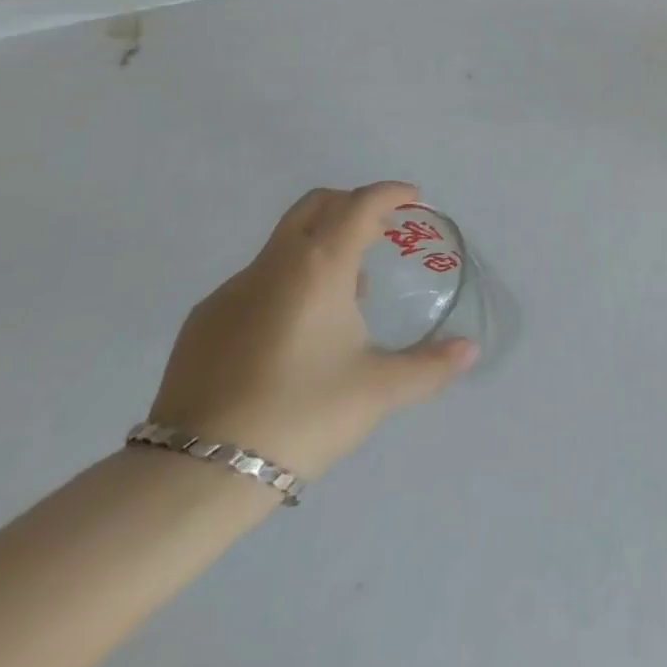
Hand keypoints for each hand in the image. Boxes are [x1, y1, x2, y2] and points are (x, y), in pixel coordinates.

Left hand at [148, 182, 475, 479]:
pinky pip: (255, 281)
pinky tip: (293, 332)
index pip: (360, 203)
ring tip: (343, 292)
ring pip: (283, 243)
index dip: (390, 193)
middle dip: (351, 204)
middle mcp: (274, 263)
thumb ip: (429, 366)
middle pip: (316, 205)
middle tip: (378, 230)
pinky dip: (285, 282)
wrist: (197, 473)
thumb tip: (470, 351)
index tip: (412, 198)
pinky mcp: (203, 321)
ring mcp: (232, 290)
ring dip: (318, 246)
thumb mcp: (377, 391)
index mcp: (320, 266)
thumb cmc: (302, 415)